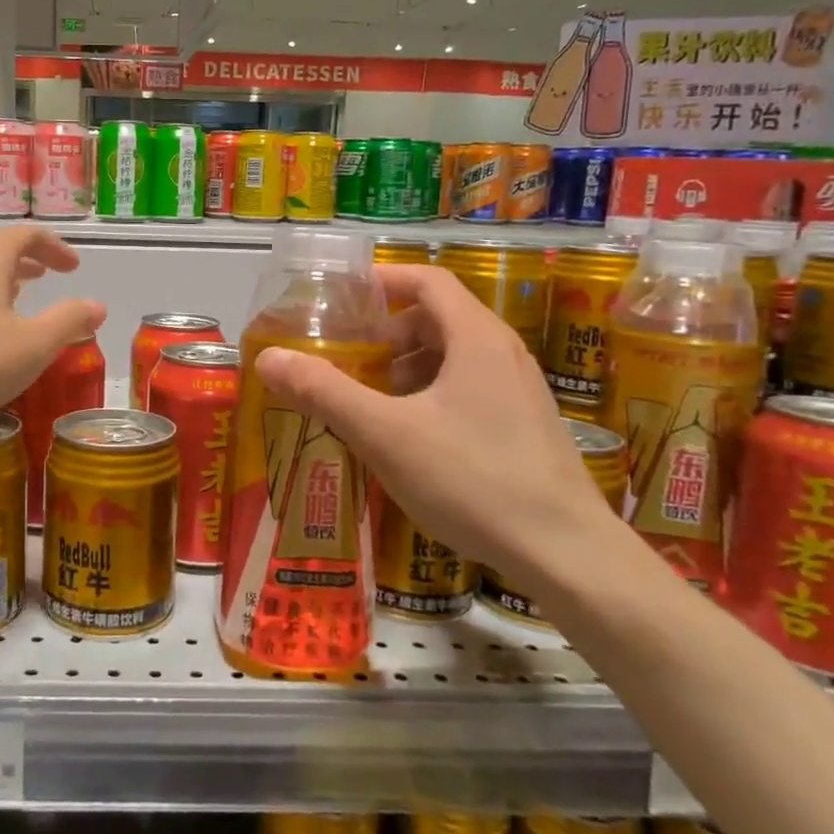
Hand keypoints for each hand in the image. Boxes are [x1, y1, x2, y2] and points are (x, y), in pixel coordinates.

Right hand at [255, 263, 620, 591]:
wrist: (565, 553)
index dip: (382, 281)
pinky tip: (410, 439)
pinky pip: (469, 389)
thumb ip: (324, 391)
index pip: (427, 281)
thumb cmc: (471, 478)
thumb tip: (268, 358)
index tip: (342, 299)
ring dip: (407, 368)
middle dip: (387, 333)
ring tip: (372, 402)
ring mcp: (519, 391)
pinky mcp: (524, 427)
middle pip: (437, 318)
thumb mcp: (384, 433)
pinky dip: (430, 395)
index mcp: (476, 337)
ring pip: (453, 357)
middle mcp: (503, 353)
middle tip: (348, 359)